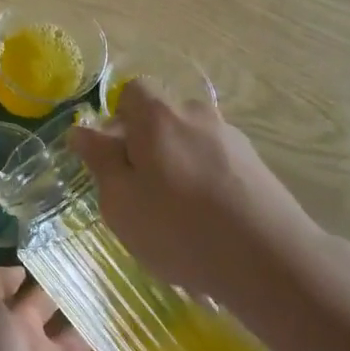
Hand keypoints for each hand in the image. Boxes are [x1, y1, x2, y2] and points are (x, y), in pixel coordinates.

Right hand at [68, 80, 333, 305]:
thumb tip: (81, 129)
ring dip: (176, 166)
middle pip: (162, 118)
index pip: (133, 91)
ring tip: (175, 214)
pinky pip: (216, 164)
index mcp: (159, 116)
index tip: (114, 158)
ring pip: (190, 142)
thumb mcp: (120, 200)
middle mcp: (198, 115)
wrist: (268, 259)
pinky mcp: (256, 165)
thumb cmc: (177, 228)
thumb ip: (100, 160)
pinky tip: (206, 222)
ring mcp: (232, 139)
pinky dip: (204, 182)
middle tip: (138, 192)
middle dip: (146, 146)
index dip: (118, 120)